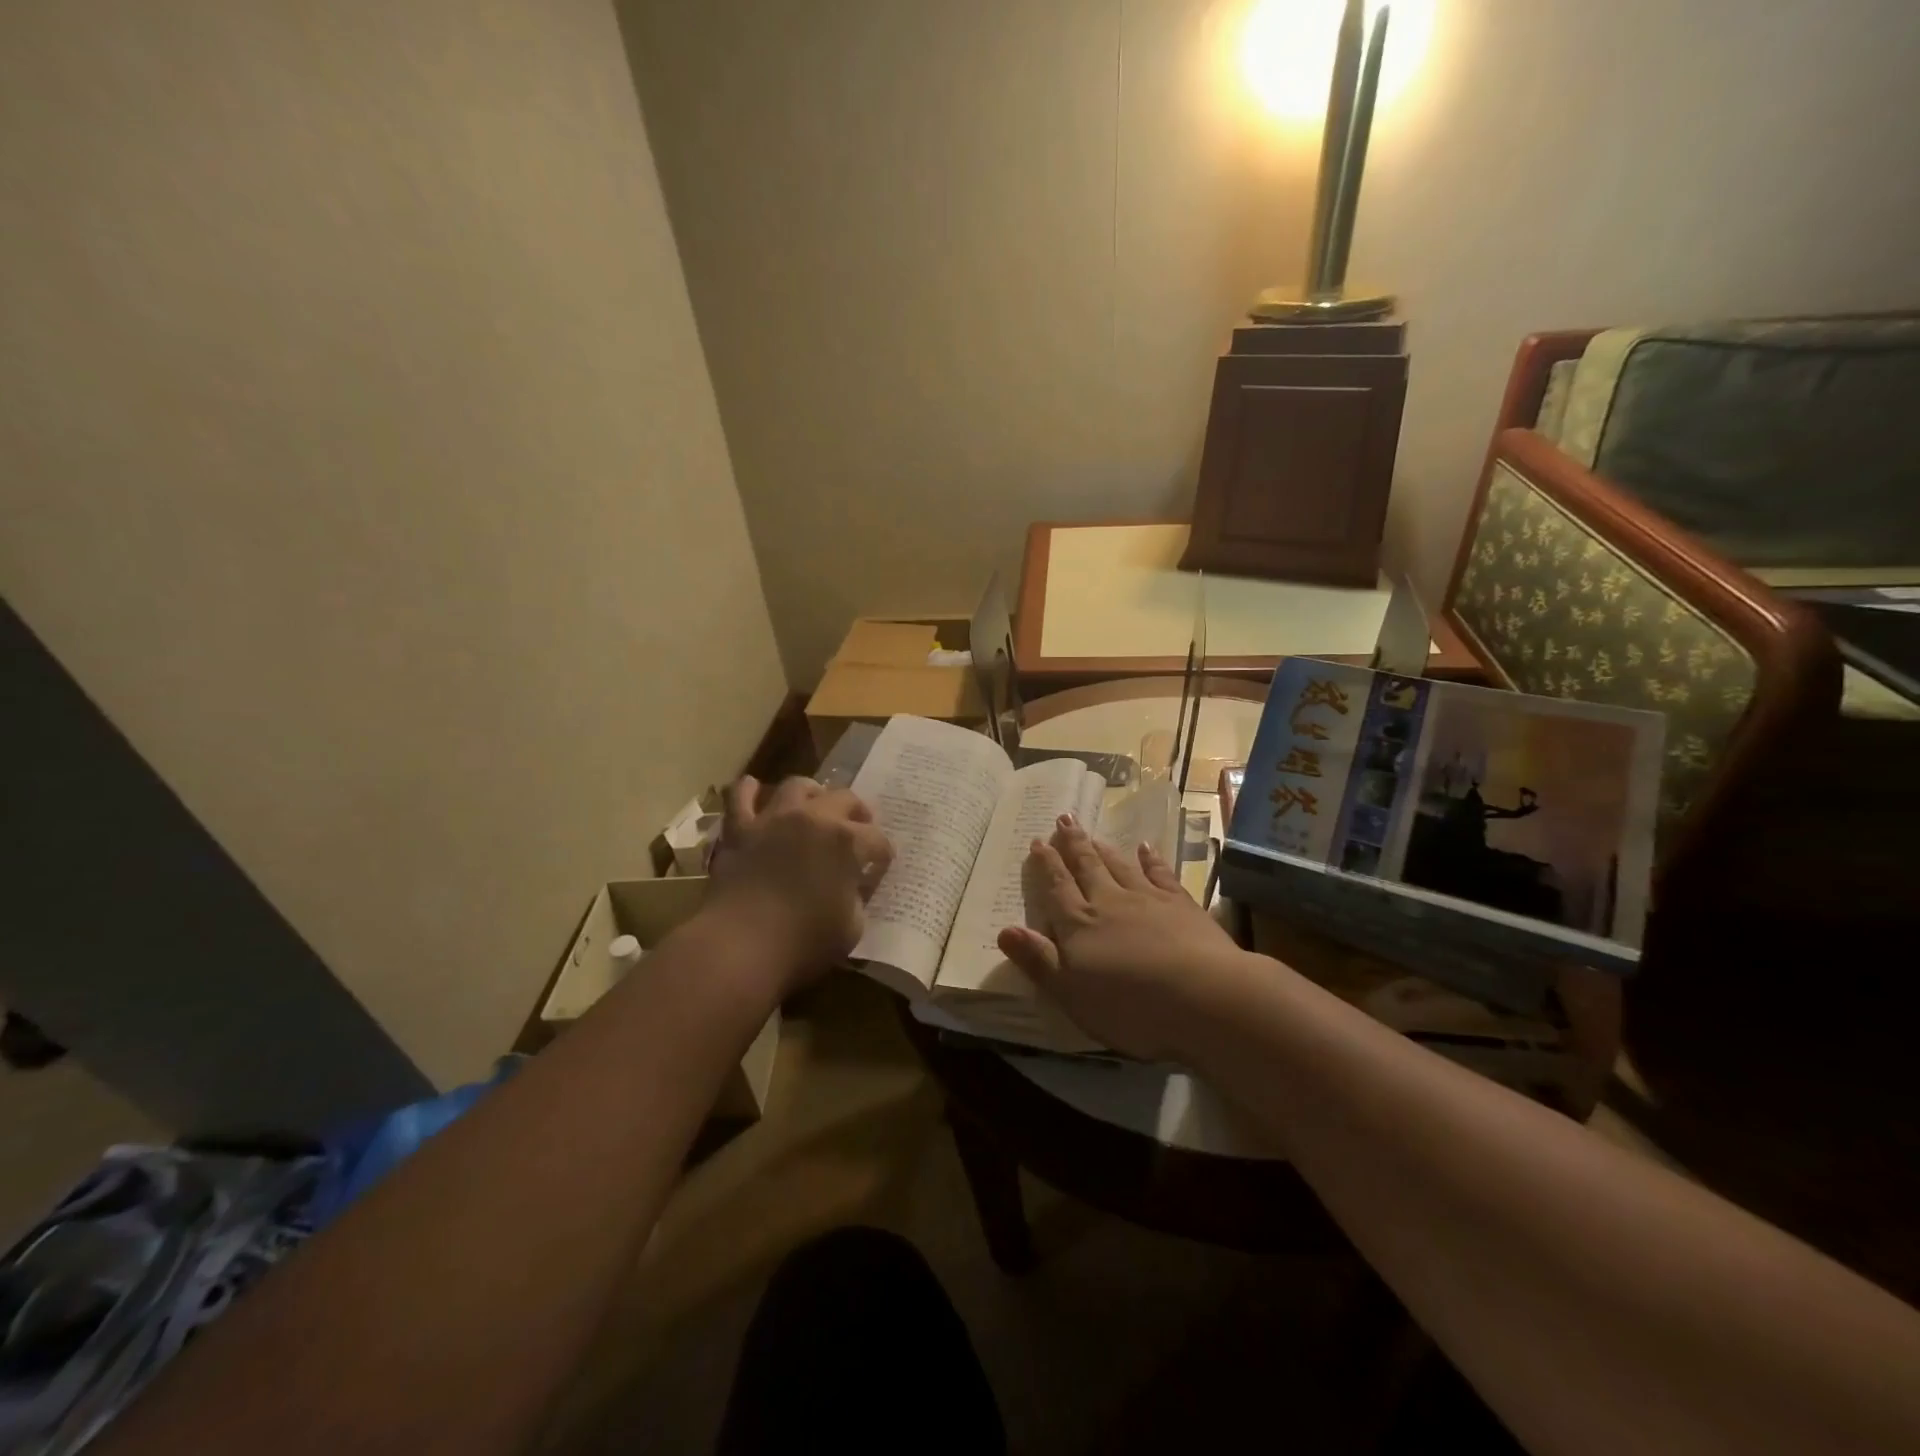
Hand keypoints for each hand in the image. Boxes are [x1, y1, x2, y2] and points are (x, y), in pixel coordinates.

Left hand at [705, 775, 892, 994]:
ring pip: (797, 786)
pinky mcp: (740, 829)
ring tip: (815, 805)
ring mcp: (774, 819)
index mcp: (848, 841)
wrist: (740, 945)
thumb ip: (857, 898)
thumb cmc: (803, 941)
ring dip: (812, 793)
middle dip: (858, 813)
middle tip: (858, 828)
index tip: (882, 865)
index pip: (878, 840)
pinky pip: (740, 796)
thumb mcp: (851, 927)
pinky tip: (754, 790)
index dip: (883, 854)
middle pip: (845, 799)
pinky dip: (748, 790)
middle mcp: (814, 818)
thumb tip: (852, 886)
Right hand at [997, 816, 1246, 1061]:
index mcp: (1079, 926)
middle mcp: (1109, 903)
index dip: (1046, 865)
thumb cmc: (1129, 1006)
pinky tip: (1146, 848)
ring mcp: (1148, 900)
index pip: (1057, 889)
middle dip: (1073, 844)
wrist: (1203, 997)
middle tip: (1063, 818)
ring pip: (1119, 866)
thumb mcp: (1071, 993)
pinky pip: (1160, 874)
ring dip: (1104, 849)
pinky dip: (1151, 859)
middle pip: (1087, 868)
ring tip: (1093, 833)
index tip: (1038, 841)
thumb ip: (1038, 960)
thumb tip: (1004, 930)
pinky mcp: (1181, 905)